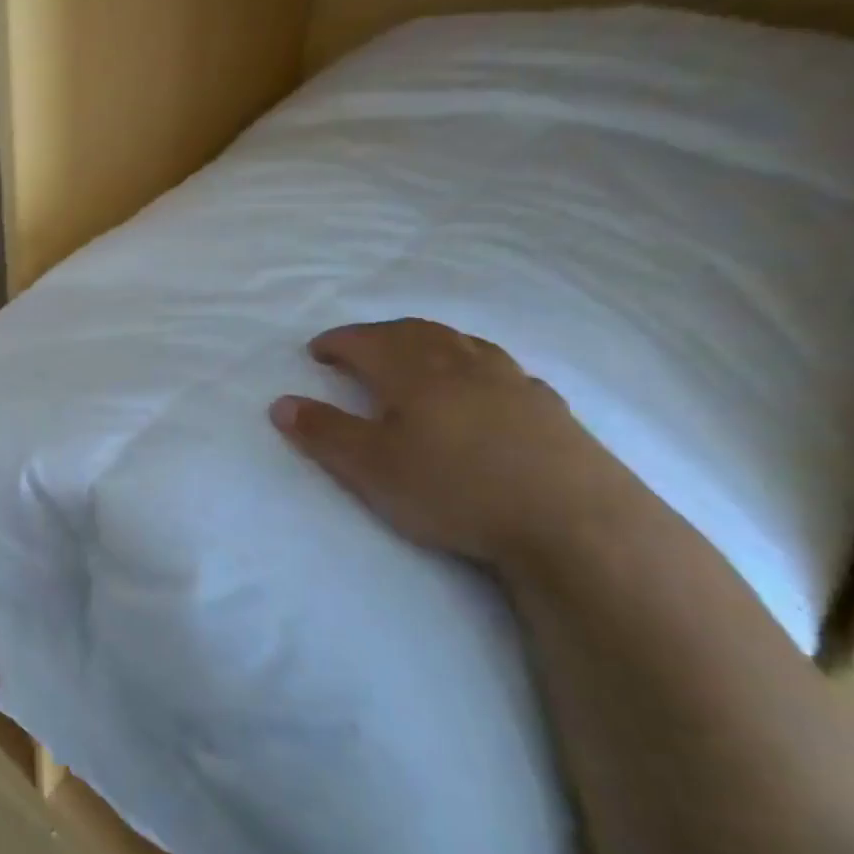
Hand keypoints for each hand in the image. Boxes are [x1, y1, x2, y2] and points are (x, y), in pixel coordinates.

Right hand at [269, 318, 634, 565]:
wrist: (572, 521)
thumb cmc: (454, 488)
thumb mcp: (370, 467)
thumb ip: (323, 432)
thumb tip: (281, 403)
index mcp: (414, 370)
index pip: (365, 341)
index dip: (337, 342)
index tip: (316, 351)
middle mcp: (461, 362)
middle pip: (414, 332)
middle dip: (379, 335)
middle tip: (358, 349)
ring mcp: (510, 381)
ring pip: (460, 344)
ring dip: (427, 342)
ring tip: (413, 357)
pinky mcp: (547, 407)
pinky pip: (499, 369)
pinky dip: (472, 366)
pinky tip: (479, 388)